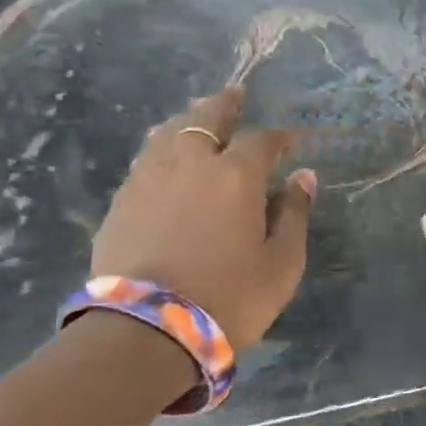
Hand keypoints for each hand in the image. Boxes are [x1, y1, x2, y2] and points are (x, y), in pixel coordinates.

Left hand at [90, 87, 315, 347]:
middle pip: (205, 120)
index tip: (291, 141)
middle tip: (235, 94)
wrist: (148, 330)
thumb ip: (295, 214)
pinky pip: (145, 160)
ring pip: (167, 134)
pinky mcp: (121, 202)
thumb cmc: (231, 297)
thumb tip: (304, 178)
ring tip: (196, 117)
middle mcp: (190, 165)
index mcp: (236, 176)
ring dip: (187, 121)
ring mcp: (148, 180)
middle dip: (224, 105)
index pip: (262, 141)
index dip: (279, 138)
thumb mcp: (282, 262)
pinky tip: (165, 157)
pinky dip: (162, 148)